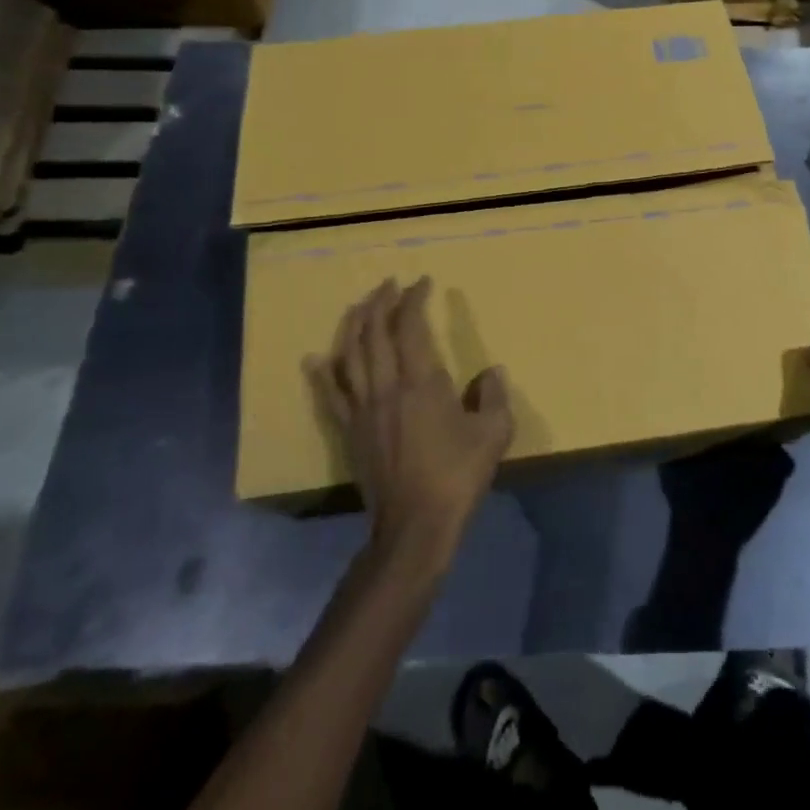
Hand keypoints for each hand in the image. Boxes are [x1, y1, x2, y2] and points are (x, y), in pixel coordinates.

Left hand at [305, 277, 513, 572]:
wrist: (415, 526)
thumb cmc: (457, 476)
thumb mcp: (493, 434)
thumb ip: (493, 396)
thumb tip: (490, 372)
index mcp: (421, 383)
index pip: (411, 327)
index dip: (414, 300)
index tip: (422, 283)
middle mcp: (387, 387)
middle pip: (374, 333)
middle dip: (380, 303)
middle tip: (389, 285)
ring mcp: (363, 409)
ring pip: (349, 356)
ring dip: (353, 326)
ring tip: (359, 306)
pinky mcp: (350, 431)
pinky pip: (331, 395)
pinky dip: (322, 373)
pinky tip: (315, 358)